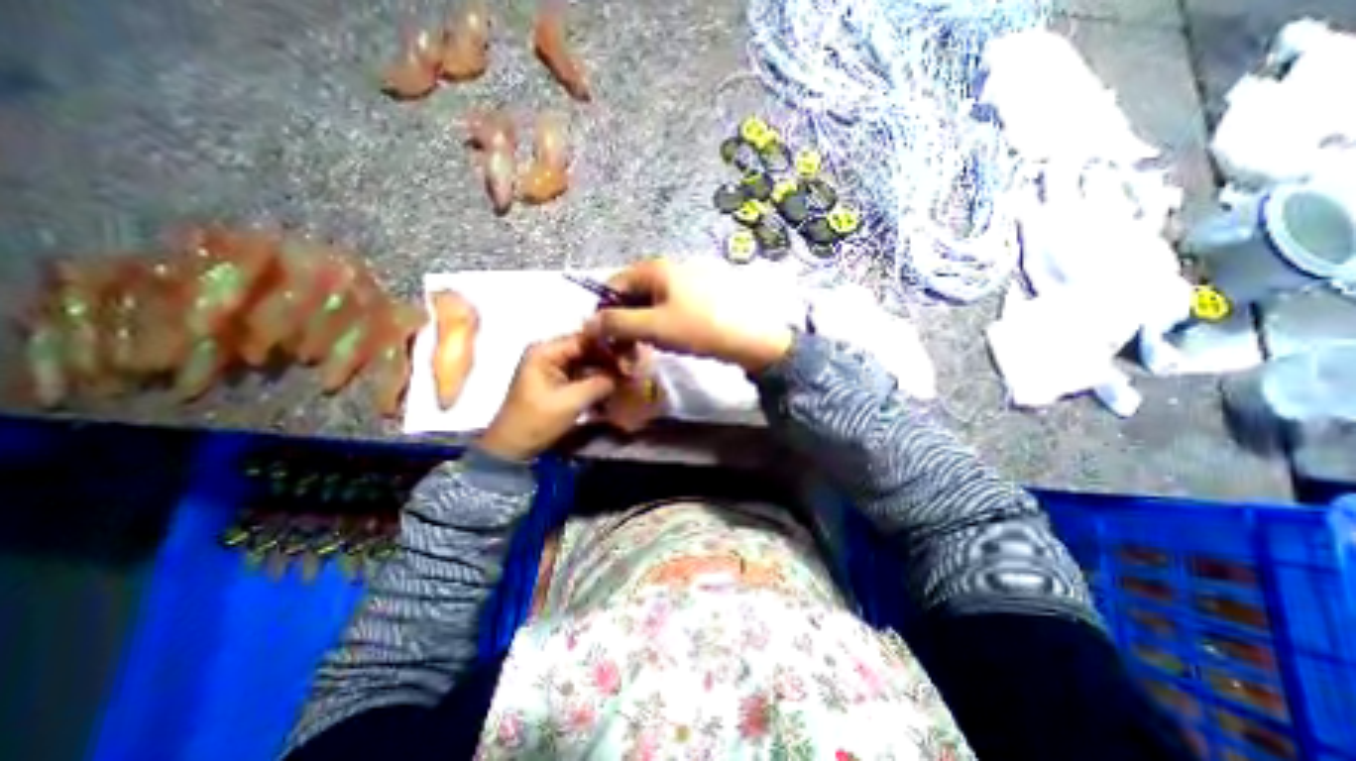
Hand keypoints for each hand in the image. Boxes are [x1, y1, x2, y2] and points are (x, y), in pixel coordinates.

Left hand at [474, 337, 617, 460]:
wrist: (513, 448)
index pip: (585, 339)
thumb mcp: (571, 402)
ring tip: (626, 380)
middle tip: (631, 371)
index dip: (609, 348)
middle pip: (587, 349)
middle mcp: (549, 352)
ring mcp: (553, 366)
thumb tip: (627, 373)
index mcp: (545, 351)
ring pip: (588, 362)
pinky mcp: (558, 380)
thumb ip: (599, 383)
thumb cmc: (536, 421)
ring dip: (606, 371)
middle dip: (609, 360)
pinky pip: (583, 374)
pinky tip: (613, 389)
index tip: (631, 359)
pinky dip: (597, 381)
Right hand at [582, 259, 797, 369]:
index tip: (607, 339)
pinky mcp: (702, 292)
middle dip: (625, 320)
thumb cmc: (699, 328)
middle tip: (629, 348)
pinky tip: (671, 338)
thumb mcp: (653, 327)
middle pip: (633, 292)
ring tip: (650, 346)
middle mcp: (670, 266)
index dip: (604, 311)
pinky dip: (663, 321)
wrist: (752, 337)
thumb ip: (617, 323)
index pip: (614, 284)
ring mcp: (688, 278)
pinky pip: (671, 304)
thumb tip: (589, 323)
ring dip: (644, 324)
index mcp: (655, 267)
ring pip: (653, 301)